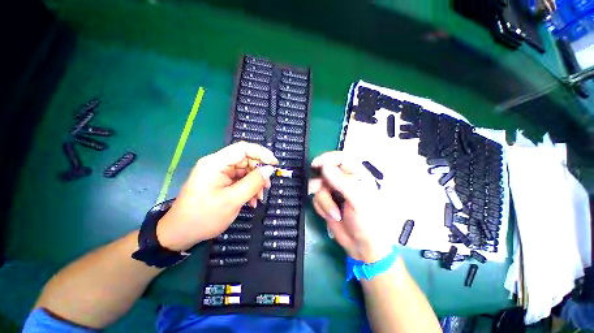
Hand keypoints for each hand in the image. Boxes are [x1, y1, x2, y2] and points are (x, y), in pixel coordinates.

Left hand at [156, 141, 277, 250]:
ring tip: (259, 198)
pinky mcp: (221, 182)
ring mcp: (219, 173)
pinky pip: (240, 180)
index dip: (262, 153)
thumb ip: (253, 182)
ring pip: (245, 171)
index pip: (243, 148)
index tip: (274, 164)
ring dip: (255, 183)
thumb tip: (269, 169)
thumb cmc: (204, 217)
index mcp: (216, 163)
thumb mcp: (232, 200)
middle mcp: (217, 164)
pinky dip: (248, 189)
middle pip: (246, 160)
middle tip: (267, 187)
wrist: (181, 234)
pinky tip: (251, 201)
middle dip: (259, 173)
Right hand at [309, 151, 392, 262]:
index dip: (327, 158)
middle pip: (325, 171)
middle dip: (320, 183)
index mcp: (357, 175)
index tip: (315, 165)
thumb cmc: (368, 222)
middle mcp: (344, 180)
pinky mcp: (327, 201)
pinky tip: (332, 216)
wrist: (361, 246)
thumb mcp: (358, 201)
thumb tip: (324, 167)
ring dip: (324, 201)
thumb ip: (341, 182)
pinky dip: (322, 208)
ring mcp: (334, 191)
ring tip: (334, 213)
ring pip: (318, 186)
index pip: (341, 158)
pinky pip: (316, 198)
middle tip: (316, 190)